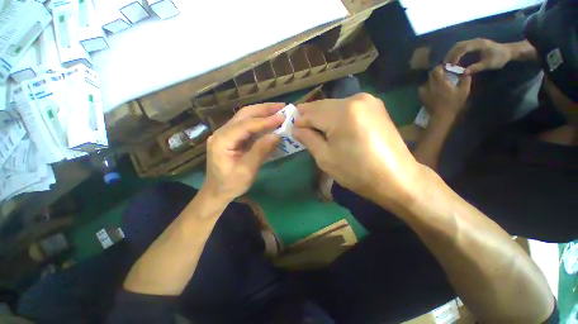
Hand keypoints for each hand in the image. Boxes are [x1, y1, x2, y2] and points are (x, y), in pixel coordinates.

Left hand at [204, 103, 284, 201]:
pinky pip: (247, 126)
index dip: (264, 121)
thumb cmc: (230, 184)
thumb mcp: (247, 170)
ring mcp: (226, 134)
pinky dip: (260, 122)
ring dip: (262, 113)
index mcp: (222, 141)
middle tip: (282, 107)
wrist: (217, 192)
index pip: (245, 125)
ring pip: (245, 118)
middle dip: (263, 110)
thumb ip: (260, 151)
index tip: (282, 117)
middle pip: (244, 115)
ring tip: (278, 111)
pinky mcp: (232, 138)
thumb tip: (276, 135)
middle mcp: (222, 133)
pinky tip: (270, 122)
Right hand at [293, 93, 422, 207]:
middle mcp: (356, 99)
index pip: (311, 112)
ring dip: (323, 117)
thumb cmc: (357, 172)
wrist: (397, 178)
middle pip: (322, 106)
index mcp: (342, 113)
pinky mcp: (375, 106)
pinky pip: (347, 108)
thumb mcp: (325, 158)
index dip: (299, 120)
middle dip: (310, 117)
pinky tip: (334, 127)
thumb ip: (308, 138)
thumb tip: (295, 128)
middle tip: (301, 129)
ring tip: (317, 130)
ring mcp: (368, 100)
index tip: (291, 129)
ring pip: (334, 106)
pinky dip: (336, 116)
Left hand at [419, 66, 471, 119]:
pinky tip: (431, 89)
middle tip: (442, 74)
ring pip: (426, 81)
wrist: (440, 115)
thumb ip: (465, 80)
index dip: (440, 67)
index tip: (445, 67)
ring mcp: (424, 91)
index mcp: (440, 82)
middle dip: (436, 73)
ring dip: (431, 80)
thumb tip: (466, 73)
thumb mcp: (464, 91)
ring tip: (436, 82)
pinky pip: (422, 89)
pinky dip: (426, 87)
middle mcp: (430, 85)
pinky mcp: (421, 97)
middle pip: (430, 74)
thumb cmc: (453, 103)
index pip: (437, 69)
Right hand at [445, 38, 512, 74]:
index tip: (450, 66)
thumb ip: (476, 68)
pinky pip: (461, 47)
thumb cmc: (499, 58)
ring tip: (447, 63)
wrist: (508, 51)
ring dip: (451, 54)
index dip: (455, 57)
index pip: (463, 48)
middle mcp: (475, 41)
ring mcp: (473, 42)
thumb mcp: (489, 64)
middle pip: (458, 45)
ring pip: (458, 46)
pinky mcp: (473, 45)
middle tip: (445, 65)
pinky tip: (453, 60)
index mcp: (479, 44)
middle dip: (450, 55)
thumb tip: (463, 73)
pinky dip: (455, 53)